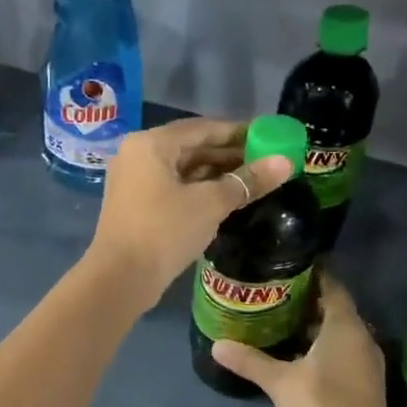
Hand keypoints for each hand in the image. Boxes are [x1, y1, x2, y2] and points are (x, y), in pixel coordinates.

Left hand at [83, 117, 293, 308]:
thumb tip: (286, 162)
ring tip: (252, 180)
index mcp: (151, 143)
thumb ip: (247, 181)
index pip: (202, 128)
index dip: (238, 132)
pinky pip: (172, 186)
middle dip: (228, 154)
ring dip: (215, 173)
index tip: (269, 137)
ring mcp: (133, 180)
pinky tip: (225, 198)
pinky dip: (198, 188)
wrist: (120, 278)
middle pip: (191, 146)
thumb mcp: (210, 204)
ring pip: (182, 168)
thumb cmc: (164, 231)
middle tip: (266, 161)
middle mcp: (138, 154)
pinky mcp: (135, 204)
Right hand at [210, 271, 399, 406]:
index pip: (333, 286)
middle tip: (275, 292)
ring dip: (315, 325)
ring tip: (280, 319)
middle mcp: (362, 338)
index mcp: (345, 327)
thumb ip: (249, 361)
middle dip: (308, 300)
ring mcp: (367, 362)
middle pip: (336, 308)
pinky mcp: (365, 382)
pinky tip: (297, 354)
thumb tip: (217, 345)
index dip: (313, 273)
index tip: (288, 265)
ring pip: (340, 332)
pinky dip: (323, 346)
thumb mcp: (279, 383)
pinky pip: (343, 351)